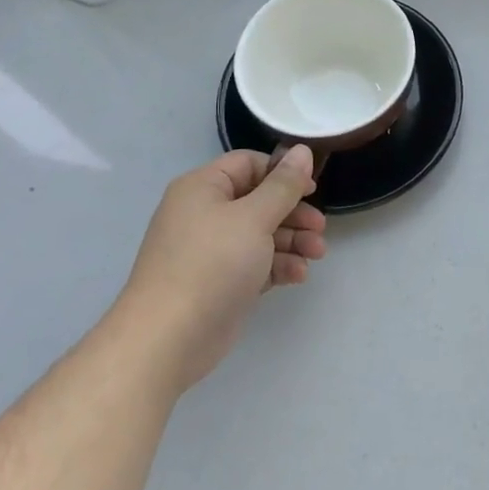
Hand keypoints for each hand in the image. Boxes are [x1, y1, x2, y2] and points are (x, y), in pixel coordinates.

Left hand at [123, 147, 327, 392]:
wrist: (168, 339)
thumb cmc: (212, 264)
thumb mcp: (254, 218)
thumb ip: (283, 185)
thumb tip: (302, 150)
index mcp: (203, 188)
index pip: (249, 165)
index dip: (283, 173)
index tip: (313, 189)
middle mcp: (204, 214)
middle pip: (259, 201)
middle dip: (293, 214)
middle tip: (320, 228)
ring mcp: (210, 251)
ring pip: (260, 234)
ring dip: (292, 241)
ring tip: (317, 255)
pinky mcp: (219, 282)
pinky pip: (255, 263)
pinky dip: (277, 265)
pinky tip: (298, 276)